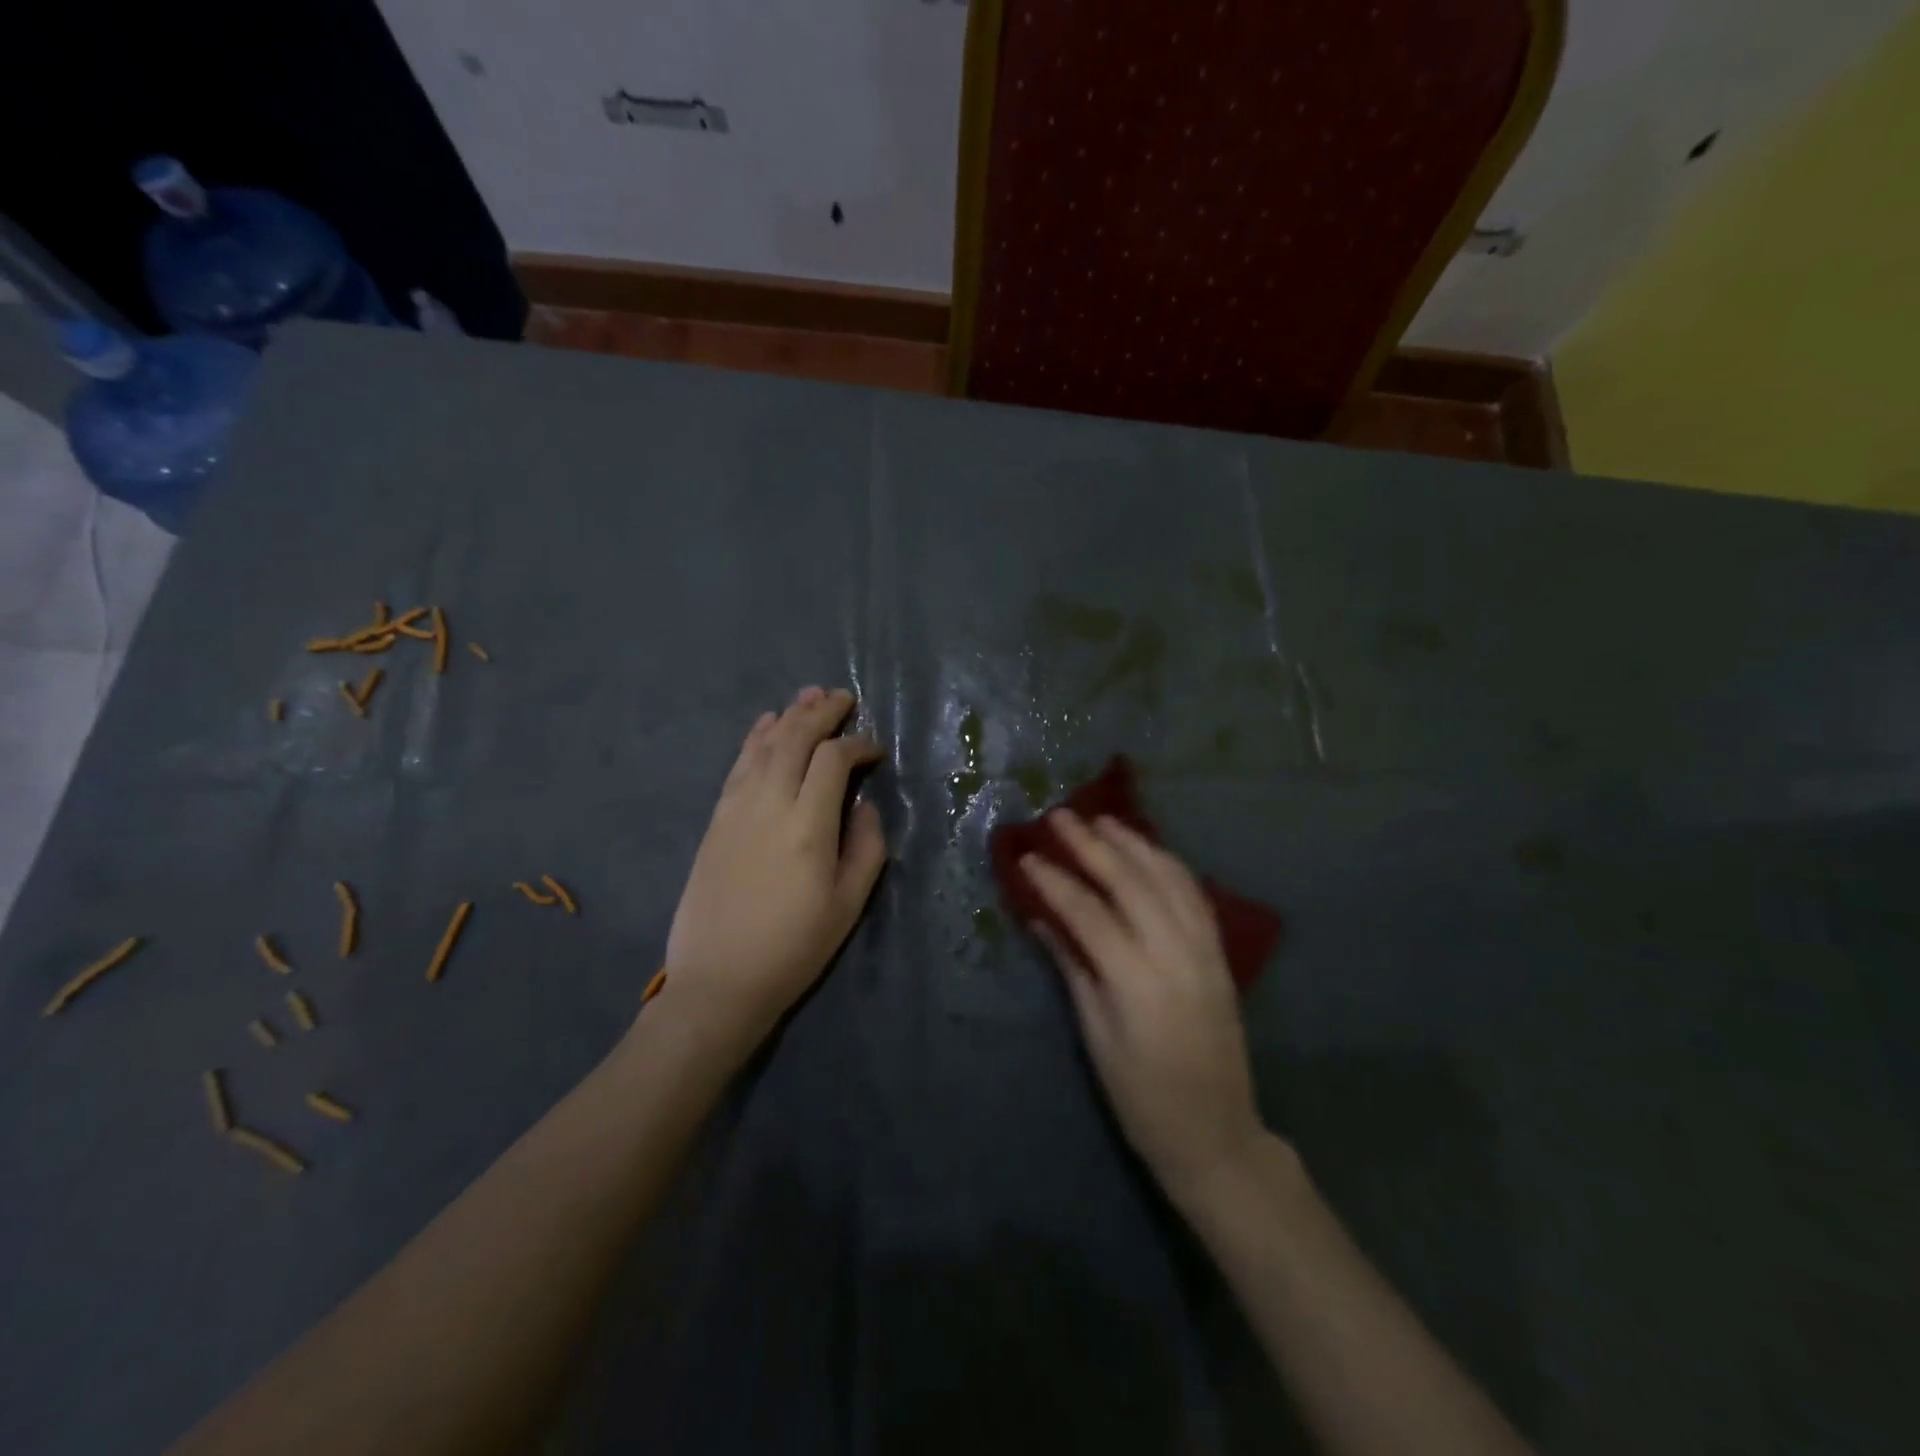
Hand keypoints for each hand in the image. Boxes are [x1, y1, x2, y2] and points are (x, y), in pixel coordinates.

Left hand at [660, 686, 886, 1053]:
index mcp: (808, 826)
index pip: (834, 760)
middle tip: (843, 697)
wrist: (719, 980)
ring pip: (764, 744)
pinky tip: (767, 724)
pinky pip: (738, 764)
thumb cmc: (794, 947)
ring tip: (809, 695)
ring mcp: (736, 808)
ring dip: (789, 715)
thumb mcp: (849, 904)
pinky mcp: (716, 819)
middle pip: (795, 738)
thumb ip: (866, 847)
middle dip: (821, 712)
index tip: (875, 749)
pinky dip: (755, 737)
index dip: (858, 745)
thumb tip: (864, 805)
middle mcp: (769, 804)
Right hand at [1021, 810, 1264, 1204]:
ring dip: (1134, 844)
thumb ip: (1073, 968)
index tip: (1028, 856)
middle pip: (1130, 882)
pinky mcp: (1220, 955)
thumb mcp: (1096, 1036)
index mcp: (1137, 981)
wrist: (1216, 1133)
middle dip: (1092, 845)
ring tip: (1102, 820)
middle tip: (1061, 817)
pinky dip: (1169, 865)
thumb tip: (1042, 919)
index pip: (1088, 912)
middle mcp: (1175, 954)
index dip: (1054, 881)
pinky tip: (1149, 850)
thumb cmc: (1141, 1096)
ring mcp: (1204, 950)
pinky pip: (1194, 895)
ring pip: (1168, 878)